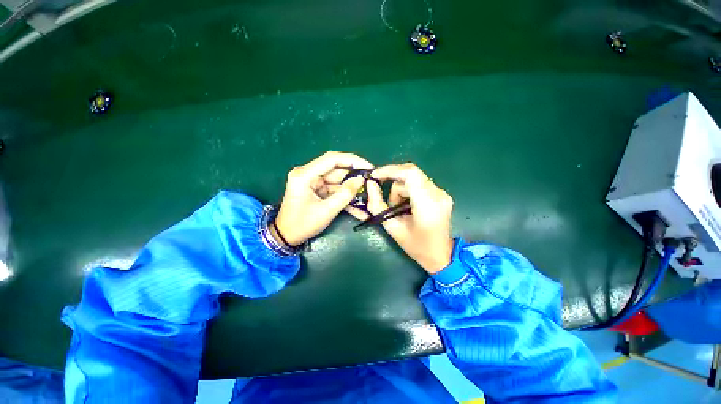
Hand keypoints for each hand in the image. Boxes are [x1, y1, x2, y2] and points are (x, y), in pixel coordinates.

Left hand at [274, 152, 372, 245]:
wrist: (286, 236)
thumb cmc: (303, 224)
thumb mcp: (327, 211)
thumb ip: (345, 194)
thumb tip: (361, 179)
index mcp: (305, 175)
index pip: (332, 159)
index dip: (353, 160)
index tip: (369, 167)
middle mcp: (309, 174)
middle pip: (336, 169)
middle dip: (355, 175)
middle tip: (372, 181)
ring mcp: (313, 182)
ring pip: (338, 180)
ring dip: (352, 187)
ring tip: (368, 192)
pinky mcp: (317, 189)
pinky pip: (335, 189)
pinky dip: (345, 195)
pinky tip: (358, 202)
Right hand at [351, 163, 454, 273]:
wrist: (441, 255)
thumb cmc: (416, 246)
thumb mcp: (392, 227)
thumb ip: (378, 205)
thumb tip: (370, 184)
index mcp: (427, 204)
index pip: (410, 173)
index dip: (390, 170)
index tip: (375, 176)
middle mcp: (438, 194)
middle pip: (410, 174)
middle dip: (394, 182)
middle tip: (387, 200)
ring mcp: (442, 193)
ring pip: (414, 178)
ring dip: (401, 190)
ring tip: (399, 209)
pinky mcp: (442, 194)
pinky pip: (419, 183)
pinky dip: (409, 191)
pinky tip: (408, 206)